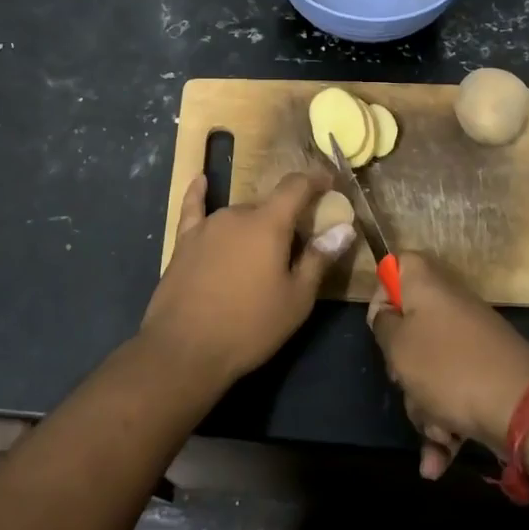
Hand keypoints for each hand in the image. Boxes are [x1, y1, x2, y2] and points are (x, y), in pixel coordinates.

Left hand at [139, 172, 356, 389]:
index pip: (296, 186)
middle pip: (268, 206)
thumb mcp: (296, 299)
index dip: (315, 180)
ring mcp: (207, 226)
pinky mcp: (184, 242)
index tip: (330, 182)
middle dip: (286, 219)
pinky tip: (201, 180)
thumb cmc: (250, 326)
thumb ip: (319, 259)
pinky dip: (200, 194)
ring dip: (255, 225)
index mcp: (269, 223)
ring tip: (262, 252)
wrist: (185, 349)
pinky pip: (194, 209)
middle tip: (298, 246)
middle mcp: (237, 214)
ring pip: (239, 215)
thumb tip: (344, 228)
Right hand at [368, 253, 528, 478]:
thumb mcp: (397, 346)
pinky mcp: (487, 373)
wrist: (523, 409)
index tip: (379, 326)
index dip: (383, 293)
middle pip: (410, 327)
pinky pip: (454, 393)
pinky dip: (446, 425)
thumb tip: (388, 315)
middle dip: (403, 367)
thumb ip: (383, 324)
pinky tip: (437, 463)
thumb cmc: (448, 368)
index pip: (398, 265)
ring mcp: (472, 341)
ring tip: (435, 432)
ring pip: (430, 369)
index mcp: (428, 286)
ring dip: (424, 407)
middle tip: (404, 382)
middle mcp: (451, 306)